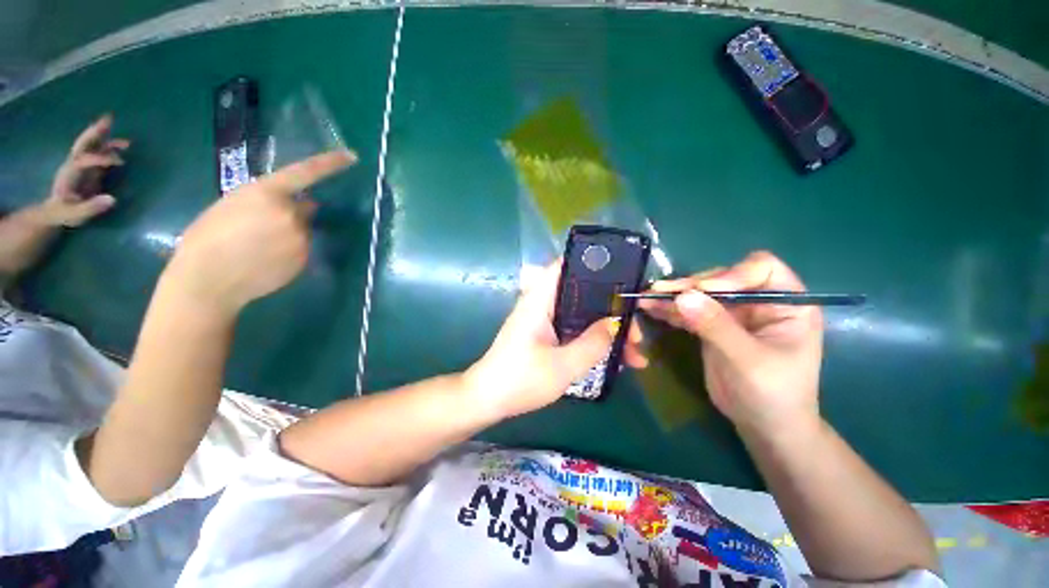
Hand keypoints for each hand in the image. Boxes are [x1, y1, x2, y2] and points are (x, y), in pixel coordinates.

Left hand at [39, 114, 128, 226]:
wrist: (54, 212)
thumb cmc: (64, 214)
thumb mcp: (74, 215)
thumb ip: (90, 208)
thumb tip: (113, 199)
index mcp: (70, 173)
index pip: (85, 160)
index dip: (101, 158)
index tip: (121, 162)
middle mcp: (74, 165)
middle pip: (83, 144)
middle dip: (95, 133)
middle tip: (109, 119)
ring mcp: (81, 166)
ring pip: (91, 146)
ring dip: (105, 137)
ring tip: (124, 136)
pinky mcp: (89, 169)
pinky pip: (98, 153)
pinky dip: (109, 147)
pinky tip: (123, 147)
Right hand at [162, 150, 355, 316]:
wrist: (208, 280)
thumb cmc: (207, 238)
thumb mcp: (231, 205)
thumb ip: (267, 199)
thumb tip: (302, 203)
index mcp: (267, 193)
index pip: (305, 172)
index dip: (329, 163)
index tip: (351, 156)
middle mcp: (291, 213)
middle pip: (304, 208)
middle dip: (291, 211)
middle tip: (260, 225)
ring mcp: (301, 238)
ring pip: (303, 229)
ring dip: (290, 232)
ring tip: (258, 246)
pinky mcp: (305, 259)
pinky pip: (302, 249)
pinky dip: (290, 251)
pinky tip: (267, 259)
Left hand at [464, 260, 646, 419]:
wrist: (487, 399)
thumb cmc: (520, 380)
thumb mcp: (563, 366)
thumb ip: (592, 343)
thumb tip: (616, 323)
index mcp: (539, 300)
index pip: (564, 267)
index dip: (592, 265)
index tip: (622, 279)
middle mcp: (541, 304)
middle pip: (582, 294)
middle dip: (611, 310)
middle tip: (635, 332)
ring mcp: (542, 320)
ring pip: (581, 315)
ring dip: (605, 329)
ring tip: (634, 354)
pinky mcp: (544, 335)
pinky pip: (574, 329)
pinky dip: (592, 340)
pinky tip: (613, 359)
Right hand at [640, 251, 822, 433]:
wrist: (764, 425)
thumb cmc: (773, 394)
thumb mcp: (748, 360)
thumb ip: (716, 326)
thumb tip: (683, 297)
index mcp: (786, 302)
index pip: (761, 268)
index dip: (730, 274)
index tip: (703, 291)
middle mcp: (759, 301)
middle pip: (721, 278)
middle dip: (691, 286)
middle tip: (659, 292)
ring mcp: (734, 313)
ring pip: (701, 294)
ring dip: (674, 296)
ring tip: (647, 298)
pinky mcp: (713, 326)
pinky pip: (690, 311)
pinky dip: (671, 310)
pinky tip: (651, 310)